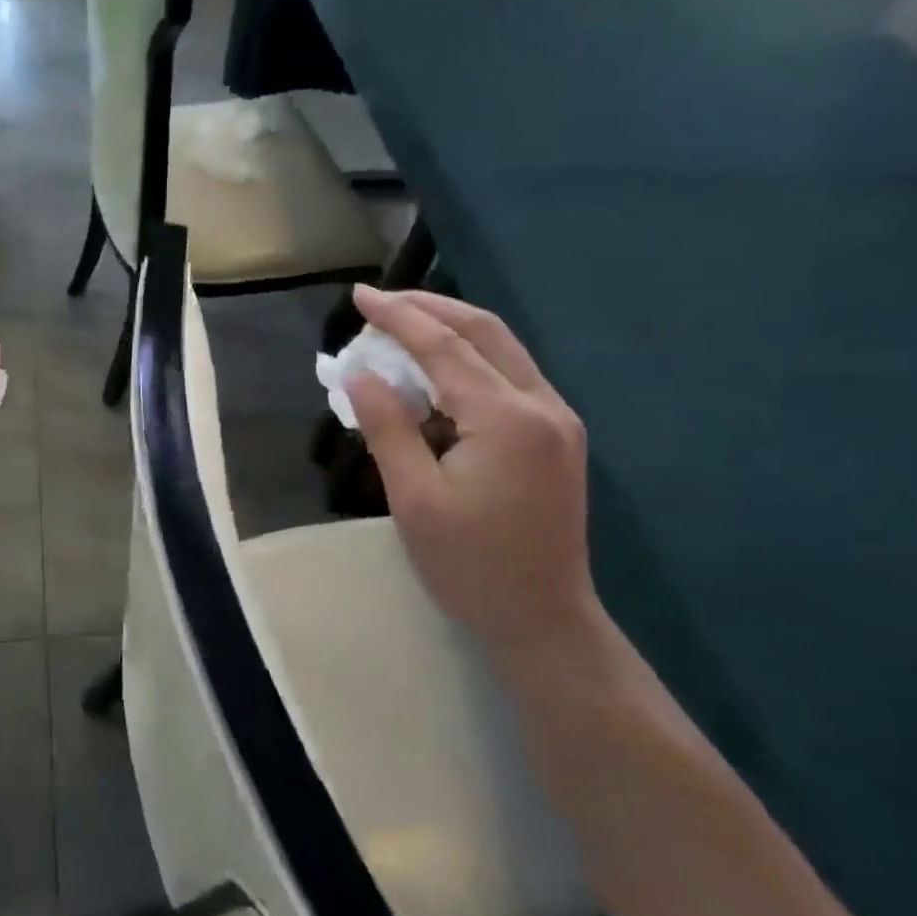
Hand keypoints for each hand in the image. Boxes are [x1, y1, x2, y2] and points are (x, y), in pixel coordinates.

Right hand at [346, 285, 599, 650]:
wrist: (543, 619)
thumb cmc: (470, 565)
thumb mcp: (414, 499)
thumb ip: (387, 428)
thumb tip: (359, 374)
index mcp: (506, 419)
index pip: (444, 347)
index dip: (399, 317)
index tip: (360, 296)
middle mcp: (541, 405)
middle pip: (484, 332)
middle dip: (430, 308)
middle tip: (380, 303)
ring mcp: (557, 420)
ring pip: (502, 350)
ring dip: (451, 331)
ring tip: (401, 329)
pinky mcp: (557, 436)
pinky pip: (509, 377)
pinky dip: (469, 362)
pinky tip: (436, 374)